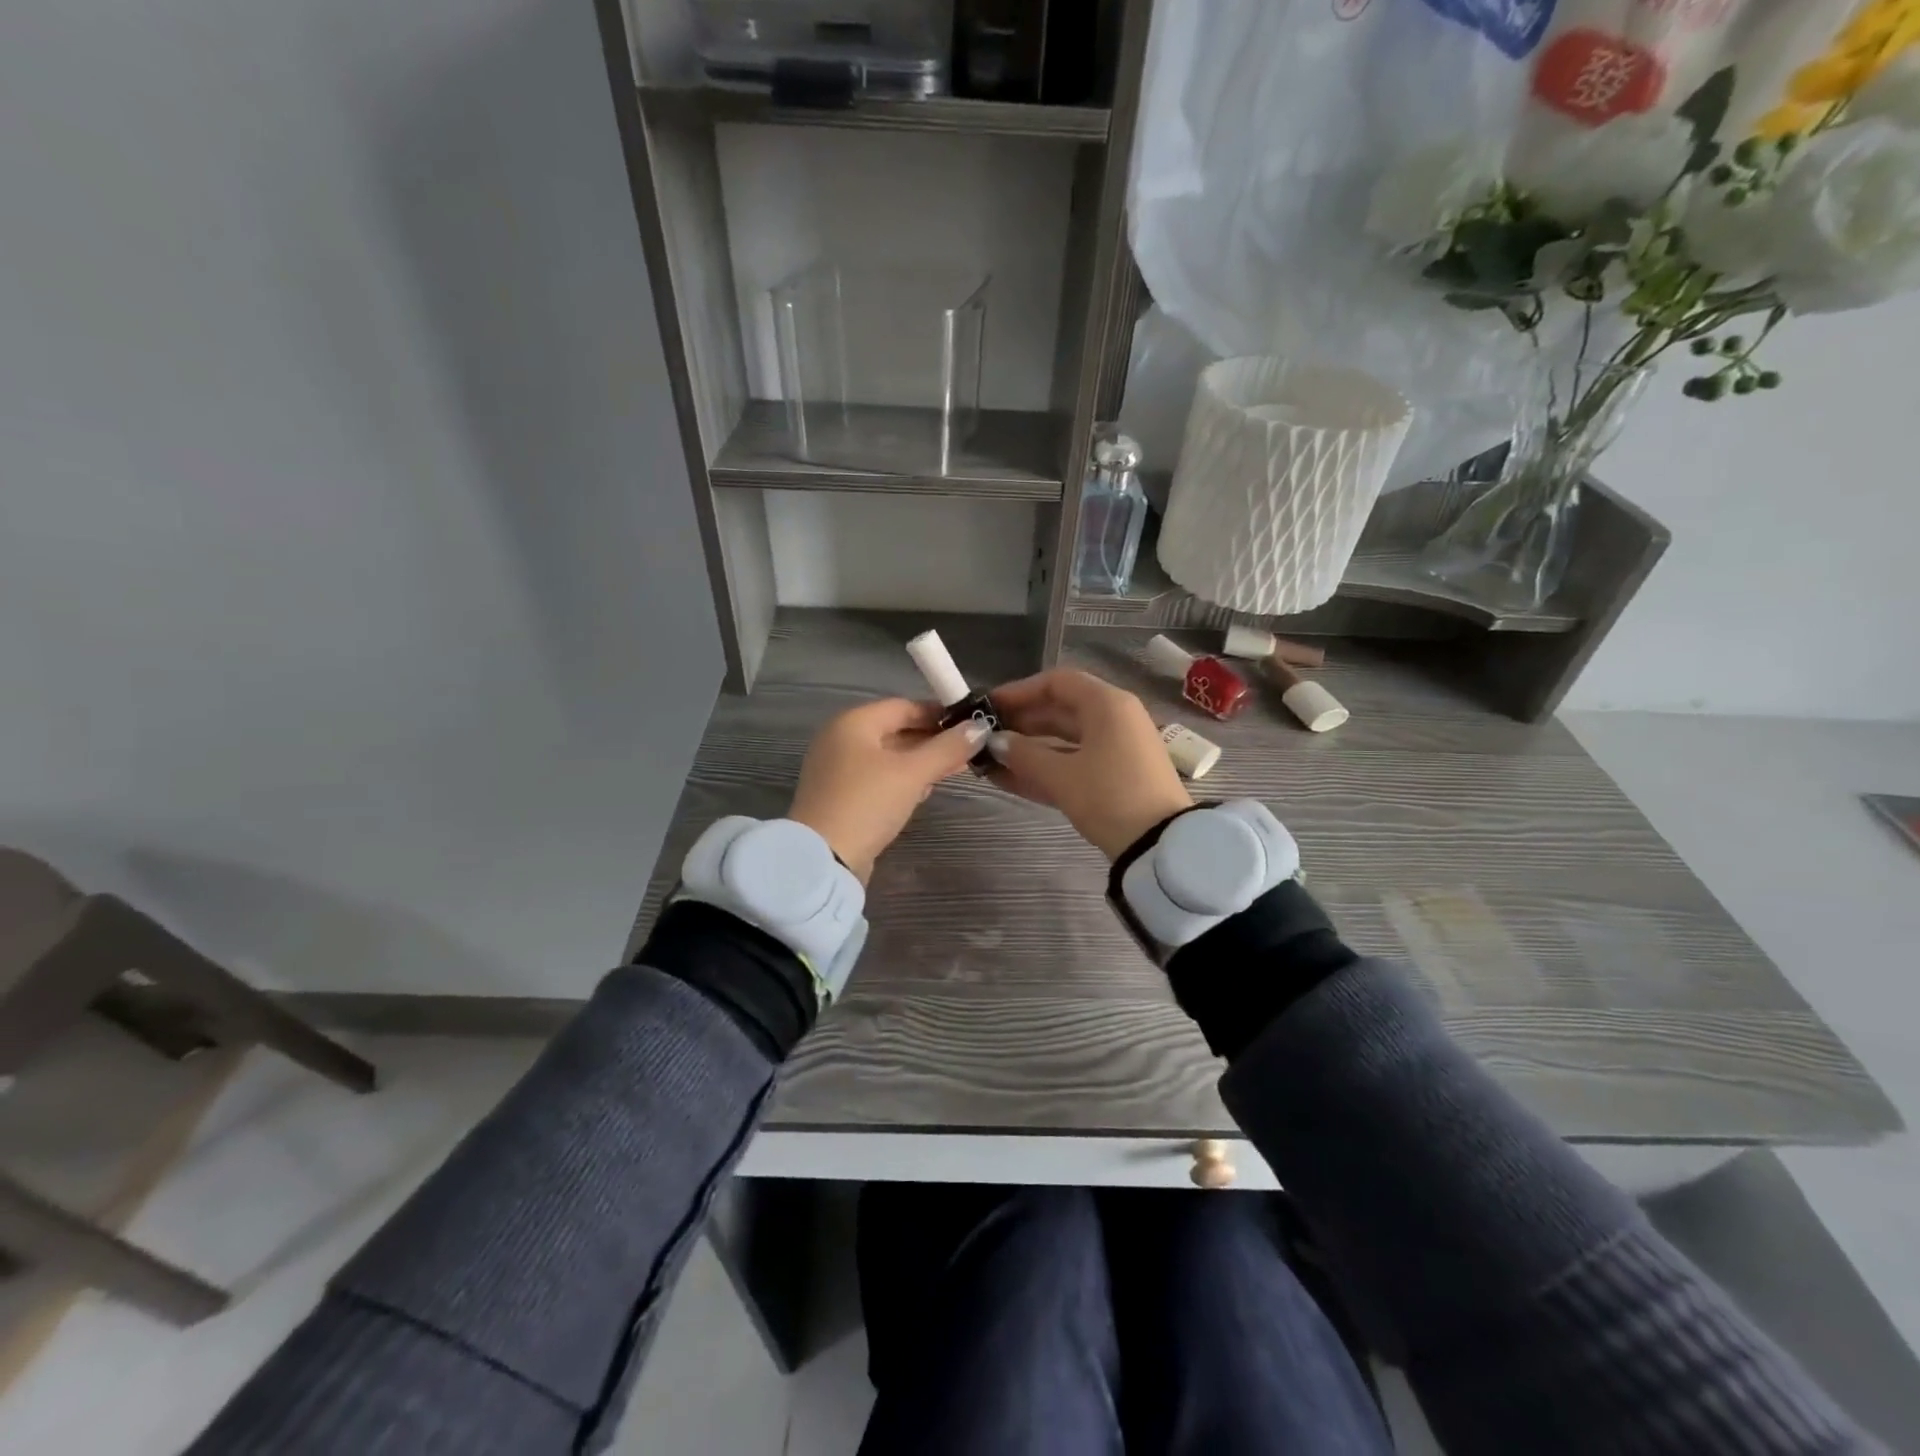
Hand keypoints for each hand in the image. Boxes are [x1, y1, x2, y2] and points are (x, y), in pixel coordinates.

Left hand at [788, 698, 987, 884]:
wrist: (824, 859)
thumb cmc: (868, 803)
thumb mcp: (913, 773)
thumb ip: (947, 748)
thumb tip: (980, 727)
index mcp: (853, 722)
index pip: (903, 706)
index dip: (938, 714)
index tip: (970, 725)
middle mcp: (841, 739)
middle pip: (895, 730)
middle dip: (933, 740)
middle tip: (968, 751)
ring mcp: (838, 769)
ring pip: (888, 757)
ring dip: (920, 762)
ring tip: (954, 770)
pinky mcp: (840, 796)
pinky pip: (878, 778)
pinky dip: (902, 780)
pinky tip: (925, 792)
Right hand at [985, 669, 1192, 860]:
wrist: (1160, 845)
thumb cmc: (1109, 796)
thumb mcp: (1061, 776)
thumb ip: (1023, 755)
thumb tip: (995, 742)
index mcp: (1106, 705)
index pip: (1057, 682)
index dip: (1019, 691)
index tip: (989, 707)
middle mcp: (1114, 719)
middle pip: (1060, 710)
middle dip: (1020, 723)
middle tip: (984, 735)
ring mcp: (1117, 749)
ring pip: (1064, 740)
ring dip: (1028, 749)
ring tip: (989, 760)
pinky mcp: (1116, 777)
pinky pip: (1074, 763)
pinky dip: (1045, 768)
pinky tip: (1007, 779)